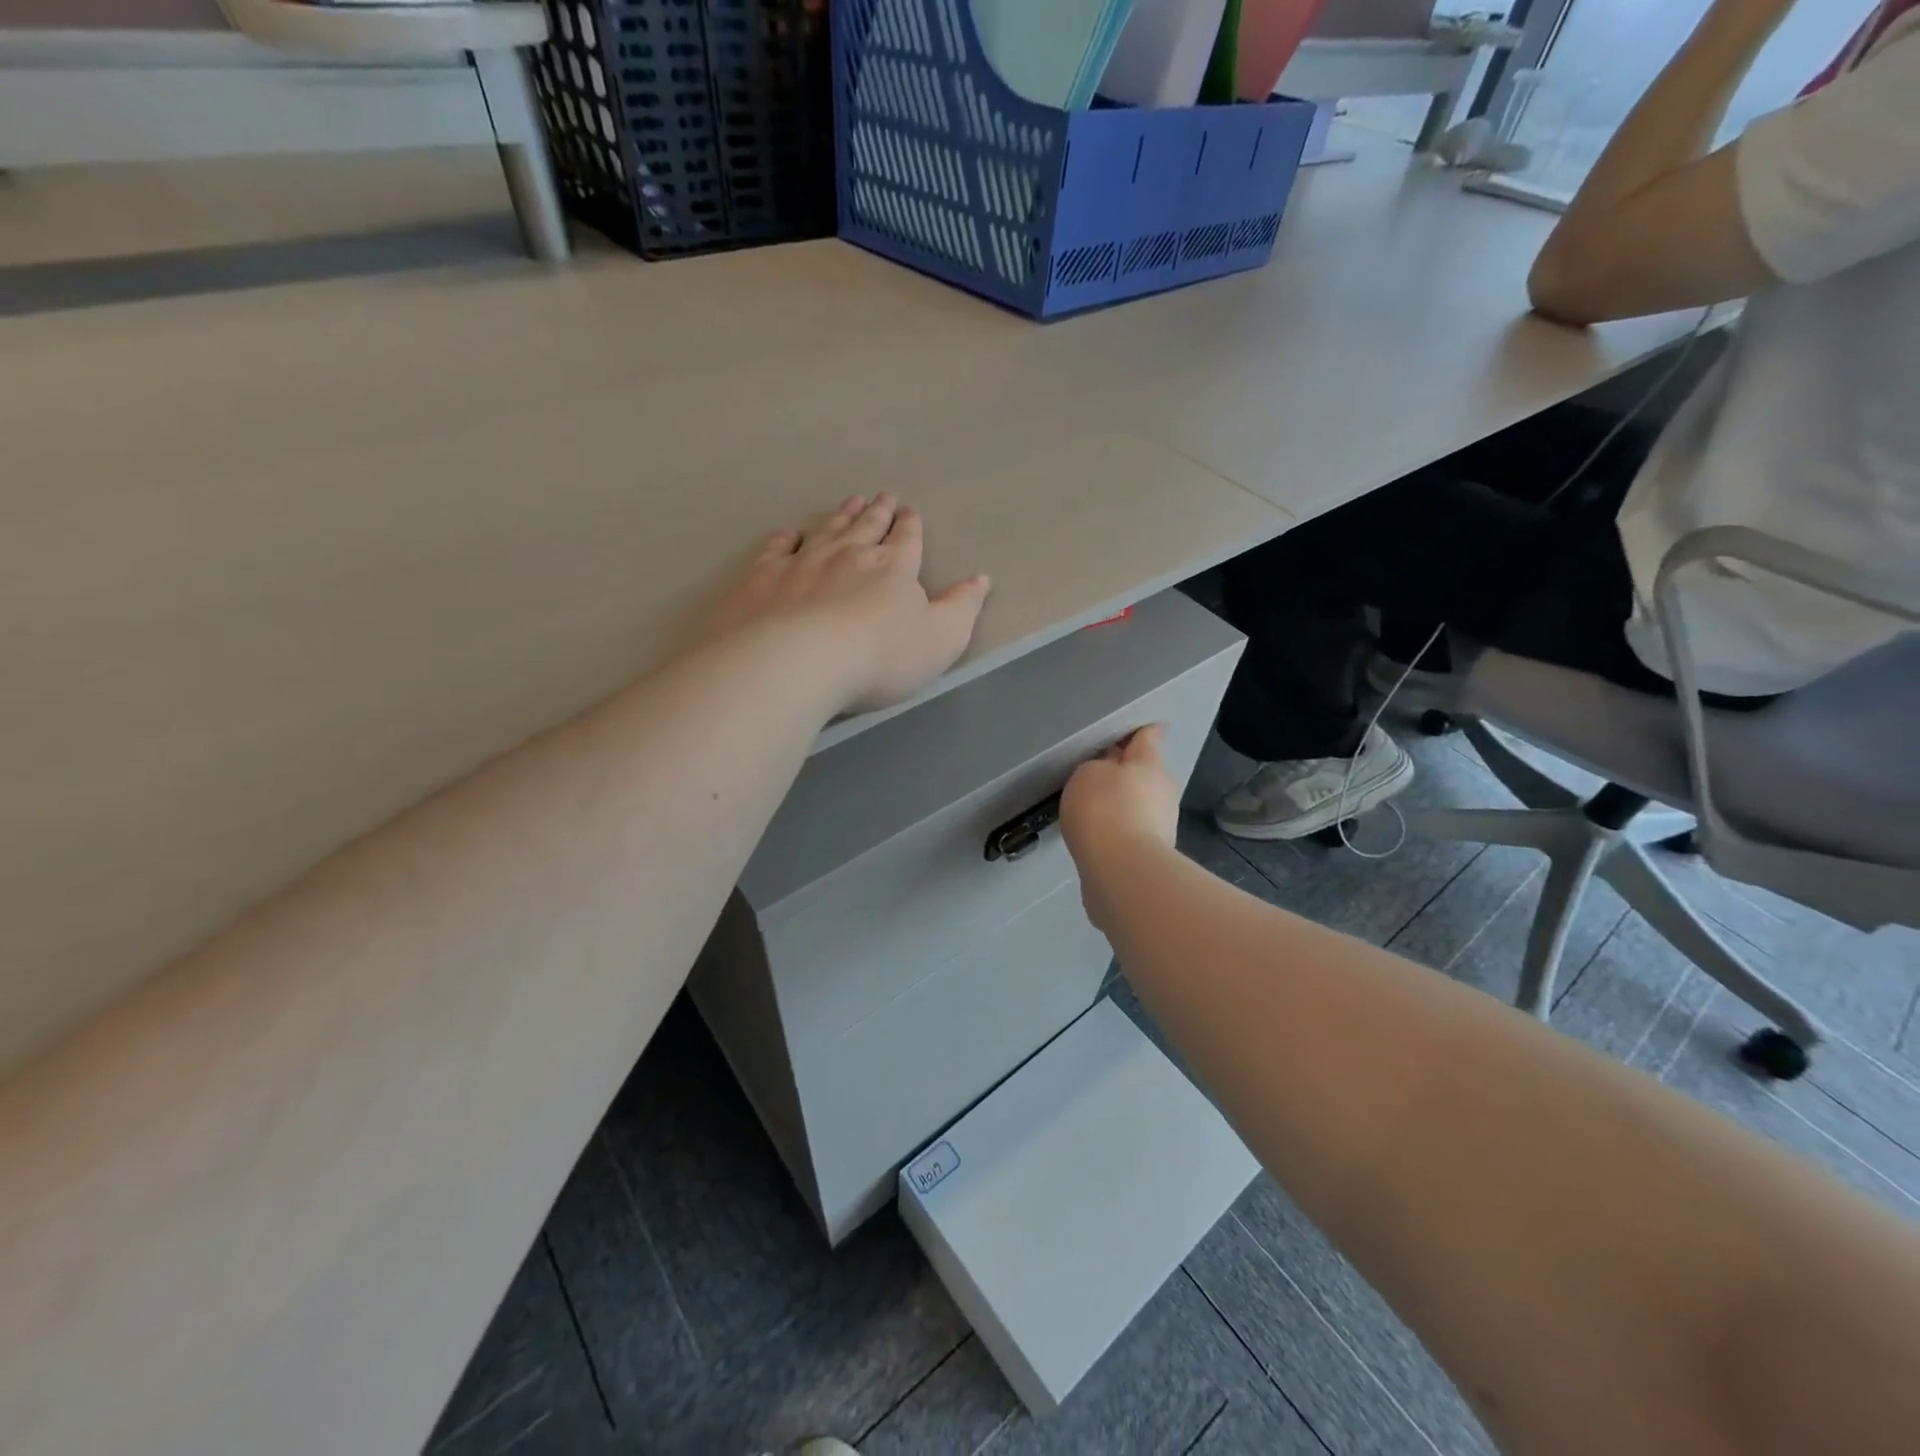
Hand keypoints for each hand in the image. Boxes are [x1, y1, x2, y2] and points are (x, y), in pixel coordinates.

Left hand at [710, 494, 991, 715]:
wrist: (798, 661)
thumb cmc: (880, 657)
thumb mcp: (940, 639)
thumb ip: (962, 608)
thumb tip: (981, 579)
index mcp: (893, 568)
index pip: (907, 540)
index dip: (910, 526)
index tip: (909, 512)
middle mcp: (849, 555)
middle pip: (867, 527)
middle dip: (878, 512)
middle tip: (882, 496)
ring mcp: (803, 562)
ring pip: (827, 529)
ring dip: (841, 515)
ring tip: (850, 501)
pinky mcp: (764, 577)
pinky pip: (777, 548)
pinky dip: (786, 538)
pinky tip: (789, 533)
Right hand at [1061, 725, 1179, 935]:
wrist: (1121, 873)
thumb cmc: (1105, 810)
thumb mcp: (1089, 773)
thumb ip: (1098, 767)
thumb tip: (1109, 773)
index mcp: (1150, 764)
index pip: (1149, 736)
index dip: (1141, 730)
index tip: (1132, 728)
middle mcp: (1163, 790)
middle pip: (1145, 772)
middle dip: (1126, 770)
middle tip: (1097, 770)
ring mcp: (1162, 825)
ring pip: (1139, 803)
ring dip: (1121, 802)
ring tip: (1092, 807)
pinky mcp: (1151, 855)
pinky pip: (1131, 831)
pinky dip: (1117, 829)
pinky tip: (1097, 835)